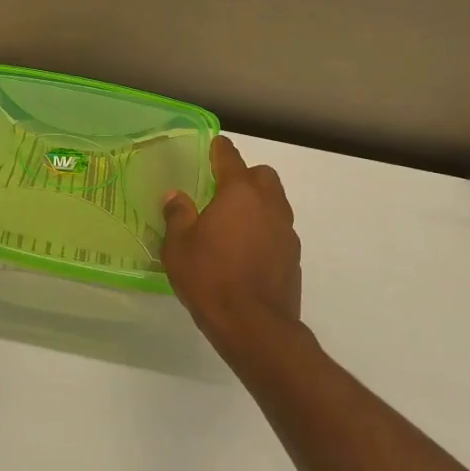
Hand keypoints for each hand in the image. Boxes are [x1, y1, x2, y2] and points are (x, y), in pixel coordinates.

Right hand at [162, 136, 305, 361]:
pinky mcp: (293, 257)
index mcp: (239, 194)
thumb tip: (176, 196)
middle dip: (246, 176)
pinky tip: (247, 251)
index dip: (220, 149)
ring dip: (258, 204)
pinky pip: (279, 231)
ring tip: (234, 222)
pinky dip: (265, 231)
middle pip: (263, 176)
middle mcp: (269, 205)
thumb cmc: (210, 277)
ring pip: (275, 203)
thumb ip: (178, 215)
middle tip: (223, 190)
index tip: (215, 144)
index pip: (230, 158)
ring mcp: (286, 232)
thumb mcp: (179, 246)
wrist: (254, 326)